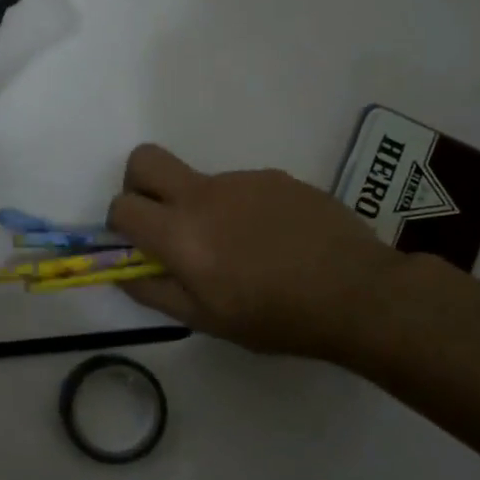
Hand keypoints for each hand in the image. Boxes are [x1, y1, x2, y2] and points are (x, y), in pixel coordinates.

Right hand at [106, 144, 404, 359]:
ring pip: (198, 181)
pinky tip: (273, 240)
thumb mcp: (206, 320)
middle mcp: (203, 194)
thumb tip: (122, 273)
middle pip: (145, 160)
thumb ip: (154, 292)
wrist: (358, 293)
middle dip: (139, 184)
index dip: (120, 224)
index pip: (122, 206)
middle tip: (164, 220)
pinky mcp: (275, 177)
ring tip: (242, 249)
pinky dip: (241, 208)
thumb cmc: (275, 317)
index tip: (139, 244)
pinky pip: (240, 187)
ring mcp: (242, 180)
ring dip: (201, 207)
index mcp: (180, 233)